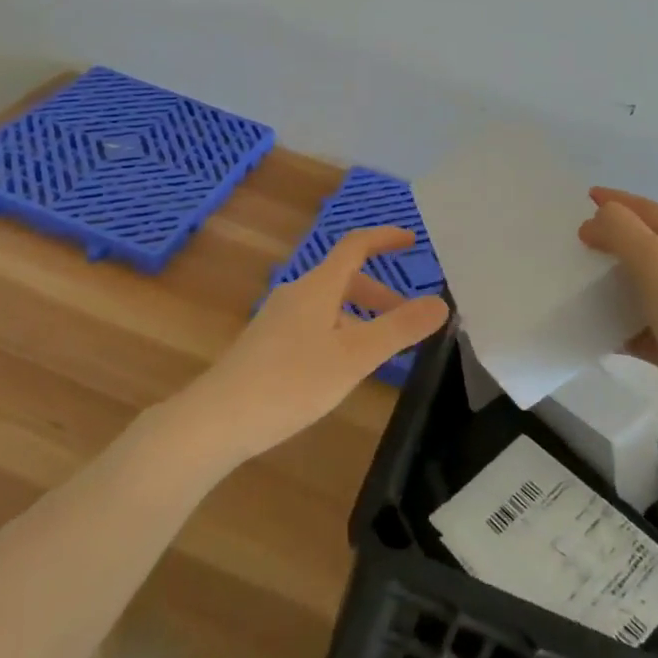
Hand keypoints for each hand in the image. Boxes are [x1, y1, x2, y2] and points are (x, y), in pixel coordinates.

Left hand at [177, 227, 448, 464]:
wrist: (216, 420)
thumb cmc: (291, 382)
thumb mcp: (354, 357)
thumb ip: (399, 329)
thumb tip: (441, 302)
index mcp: (318, 286)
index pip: (355, 245)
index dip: (384, 238)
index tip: (412, 241)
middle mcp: (296, 294)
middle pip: (344, 278)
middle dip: (379, 293)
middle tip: (405, 318)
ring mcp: (277, 319)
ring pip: (329, 305)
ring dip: (359, 317)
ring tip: (378, 351)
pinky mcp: (265, 345)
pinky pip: (313, 324)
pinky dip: (338, 332)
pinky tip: (339, 370)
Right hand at [578, 188, 657, 443]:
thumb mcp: (655, 259)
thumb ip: (622, 230)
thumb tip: (596, 220)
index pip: (649, 211)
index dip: (618, 201)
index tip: (585, 197)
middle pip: (644, 246)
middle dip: (611, 238)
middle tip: (575, 239)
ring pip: (638, 286)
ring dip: (609, 280)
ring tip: (576, 278)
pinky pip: (635, 325)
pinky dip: (613, 322)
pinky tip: (590, 325)